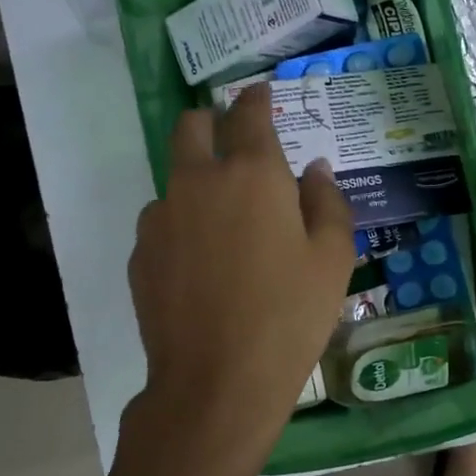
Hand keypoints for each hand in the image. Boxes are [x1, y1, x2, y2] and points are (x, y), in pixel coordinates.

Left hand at [127, 86, 355, 461]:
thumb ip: (328, 202)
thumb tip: (314, 170)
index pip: (249, 114)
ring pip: (175, 178)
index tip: (263, 93)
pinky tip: (203, 265)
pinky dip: (183, 225)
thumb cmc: (290, 316)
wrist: (216, 383)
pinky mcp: (141, 253)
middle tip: (234, 142)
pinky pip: (163, 221)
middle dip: (211, 121)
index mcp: (252, 174)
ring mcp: (161, 216)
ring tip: (225, 226)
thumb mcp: (334, 259)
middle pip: (191, 126)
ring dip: (198, 182)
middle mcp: (198, 181)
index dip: (257, 98)